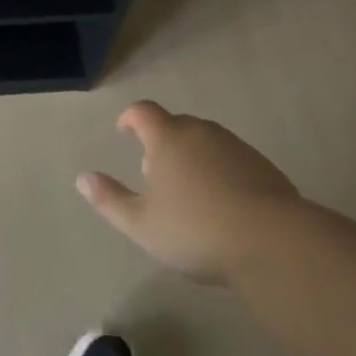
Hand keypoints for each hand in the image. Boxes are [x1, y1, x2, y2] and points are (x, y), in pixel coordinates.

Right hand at [78, 100, 302, 282]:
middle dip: (162, 141)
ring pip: (206, 142)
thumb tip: (83, 178)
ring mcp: (236, 147)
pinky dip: (221, 171)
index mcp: (168, 138)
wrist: (273, 243)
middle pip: (176, 124)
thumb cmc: (196, 230)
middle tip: (155, 171)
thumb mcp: (141, 224)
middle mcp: (201, 132)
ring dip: (193, 156)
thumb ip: (109, 199)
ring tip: (190, 191)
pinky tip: (224, 204)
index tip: (124, 131)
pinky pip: (232, 160)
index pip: (143, 112)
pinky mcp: (264, 167)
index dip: (130, 118)